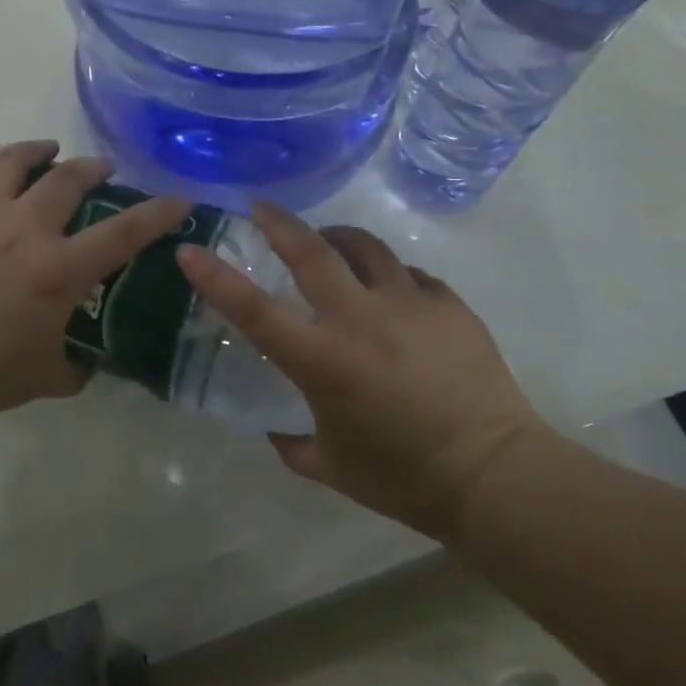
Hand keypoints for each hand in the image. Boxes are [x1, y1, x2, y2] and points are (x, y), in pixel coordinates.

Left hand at [0, 136, 192, 414]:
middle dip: (91, 168)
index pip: (124, 233)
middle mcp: (26, 228)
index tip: (178, 199)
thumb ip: (76, 365)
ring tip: (47, 147)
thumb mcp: (49, 376)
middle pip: (67, 180)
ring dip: (36, 149)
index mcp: (60, 269)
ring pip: (13, 161)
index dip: (158, 214)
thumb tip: (86, 361)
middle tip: (100, 169)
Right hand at [177, 203, 547, 538]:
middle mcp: (360, 320)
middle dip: (280, 223)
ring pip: (365, 247)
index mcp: (323, 361)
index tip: (190, 251)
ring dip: (338, 239)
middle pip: (312, 252)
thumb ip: (293, 443)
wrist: (495, 476)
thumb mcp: (332, 466)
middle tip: (262, 208)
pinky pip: (411, 275)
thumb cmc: (404, 478)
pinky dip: (392, 276)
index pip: (254, 310)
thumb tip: (276, 429)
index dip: (216, 277)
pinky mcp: (448, 305)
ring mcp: (409, 305)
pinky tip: (393, 293)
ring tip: (330, 242)